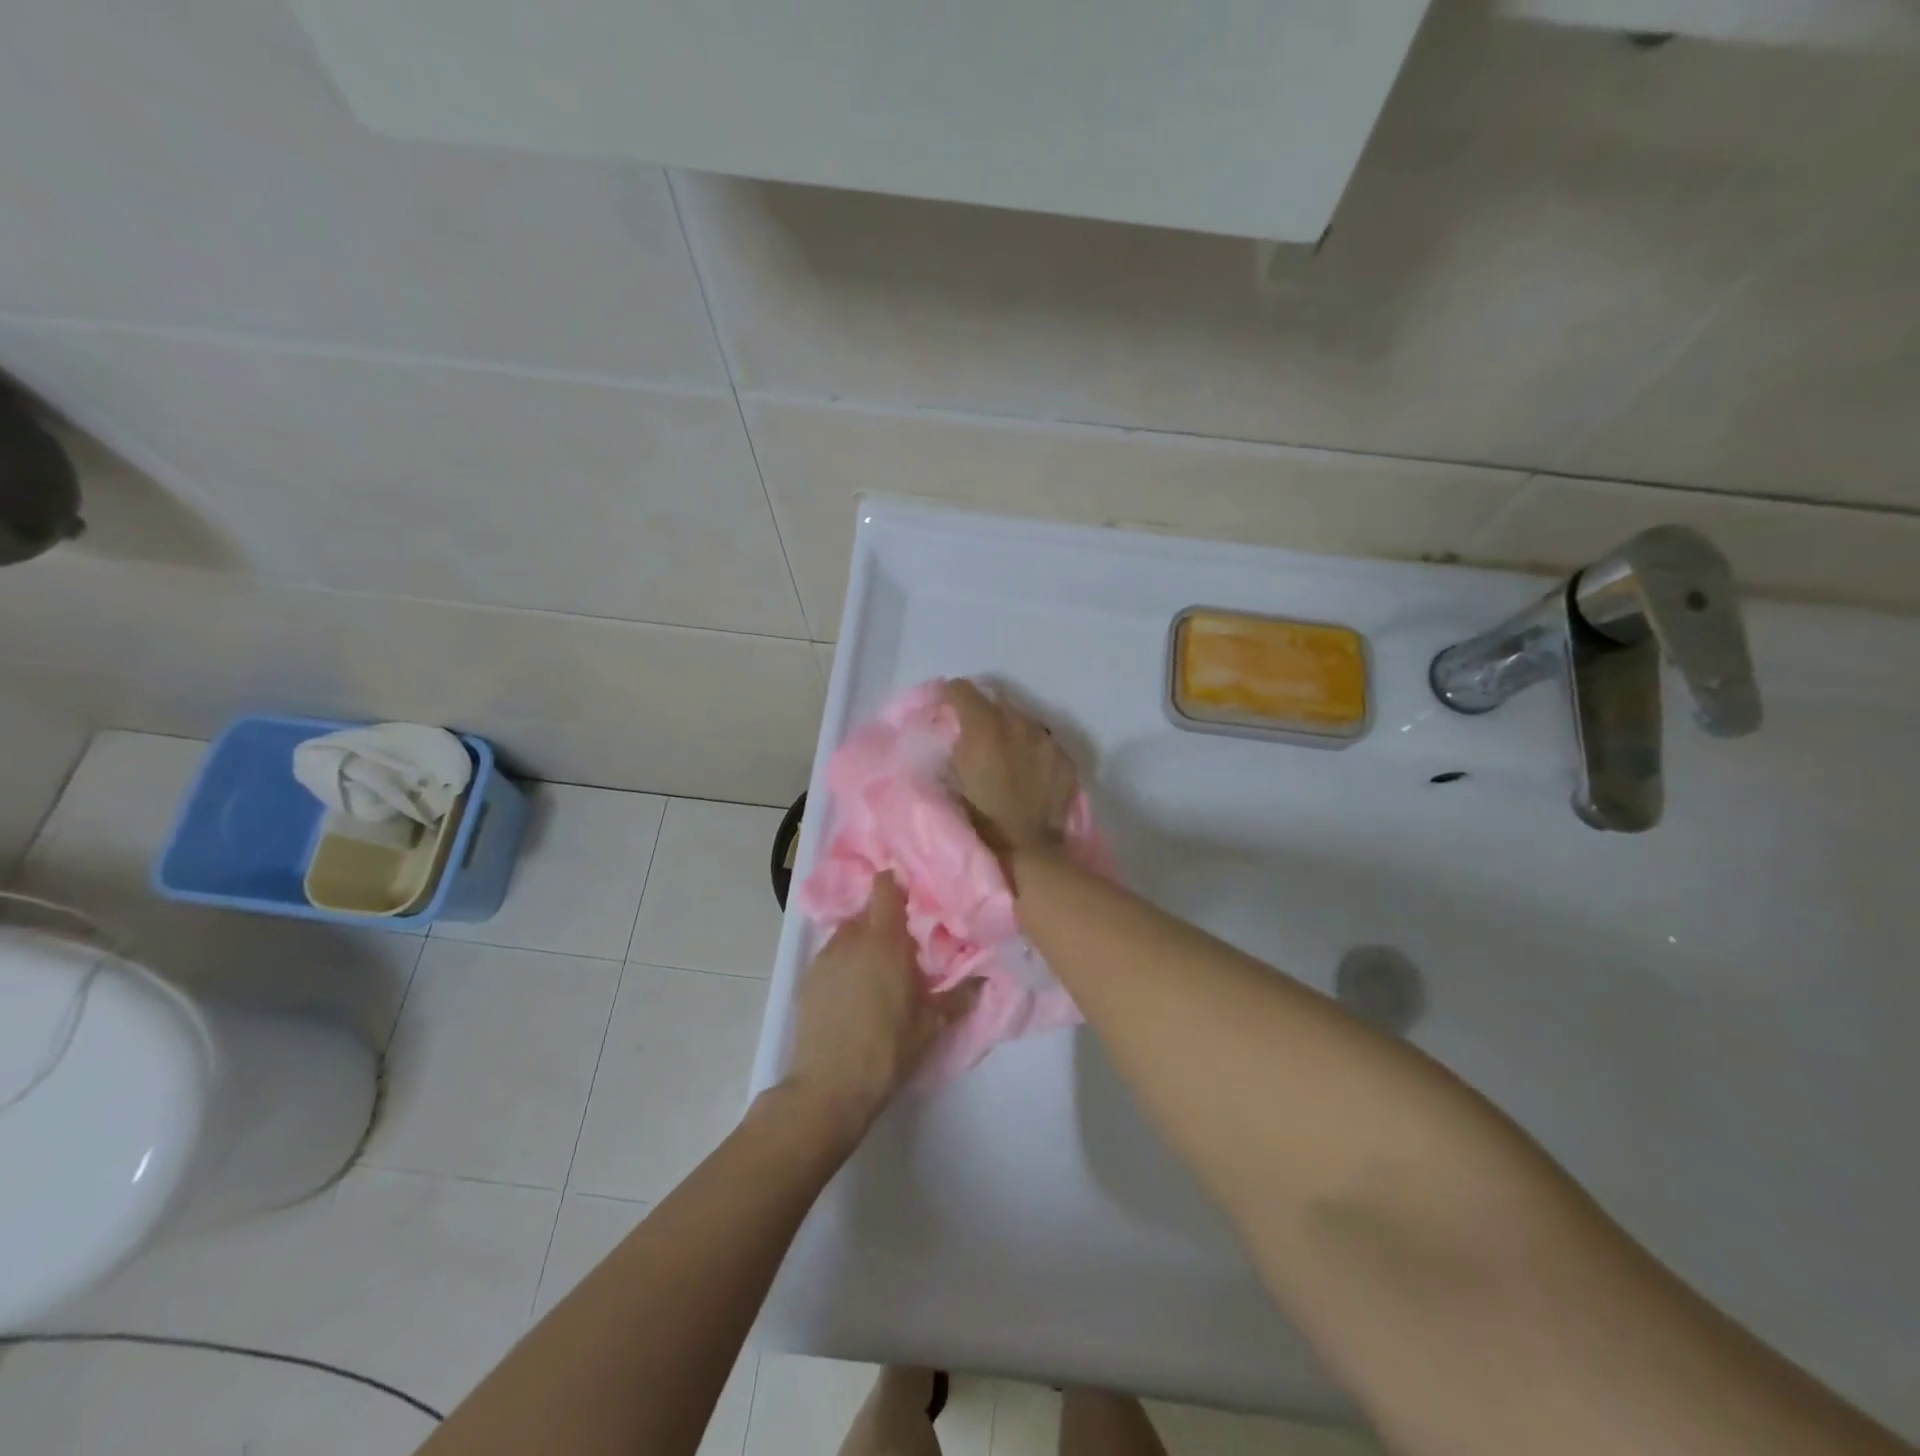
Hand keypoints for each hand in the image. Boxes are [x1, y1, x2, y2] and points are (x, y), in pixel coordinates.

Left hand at [783, 874, 975, 1142]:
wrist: (829, 1087)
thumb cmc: (888, 1049)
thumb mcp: (932, 1025)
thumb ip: (959, 997)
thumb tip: (984, 980)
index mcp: (885, 940)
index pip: (885, 888)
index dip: (896, 884)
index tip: (911, 894)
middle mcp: (852, 939)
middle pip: (867, 911)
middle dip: (884, 920)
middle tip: (903, 942)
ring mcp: (825, 957)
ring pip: (847, 934)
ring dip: (863, 941)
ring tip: (878, 969)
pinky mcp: (807, 979)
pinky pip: (831, 956)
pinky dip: (844, 962)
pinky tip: (853, 990)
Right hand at [944, 679, 1079, 856]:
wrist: (1023, 853)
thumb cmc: (975, 819)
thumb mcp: (948, 778)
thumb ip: (952, 745)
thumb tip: (954, 730)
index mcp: (984, 726)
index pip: (962, 689)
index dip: (950, 697)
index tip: (946, 711)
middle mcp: (1018, 723)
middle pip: (997, 701)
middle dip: (984, 714)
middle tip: (977, 738)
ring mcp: (1047, 741)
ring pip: (1024, 721)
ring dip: (1012, 732)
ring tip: (1006, 757)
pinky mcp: (1066, 760)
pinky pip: (1045, 745)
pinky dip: (1034, 752)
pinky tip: (1030, 774)